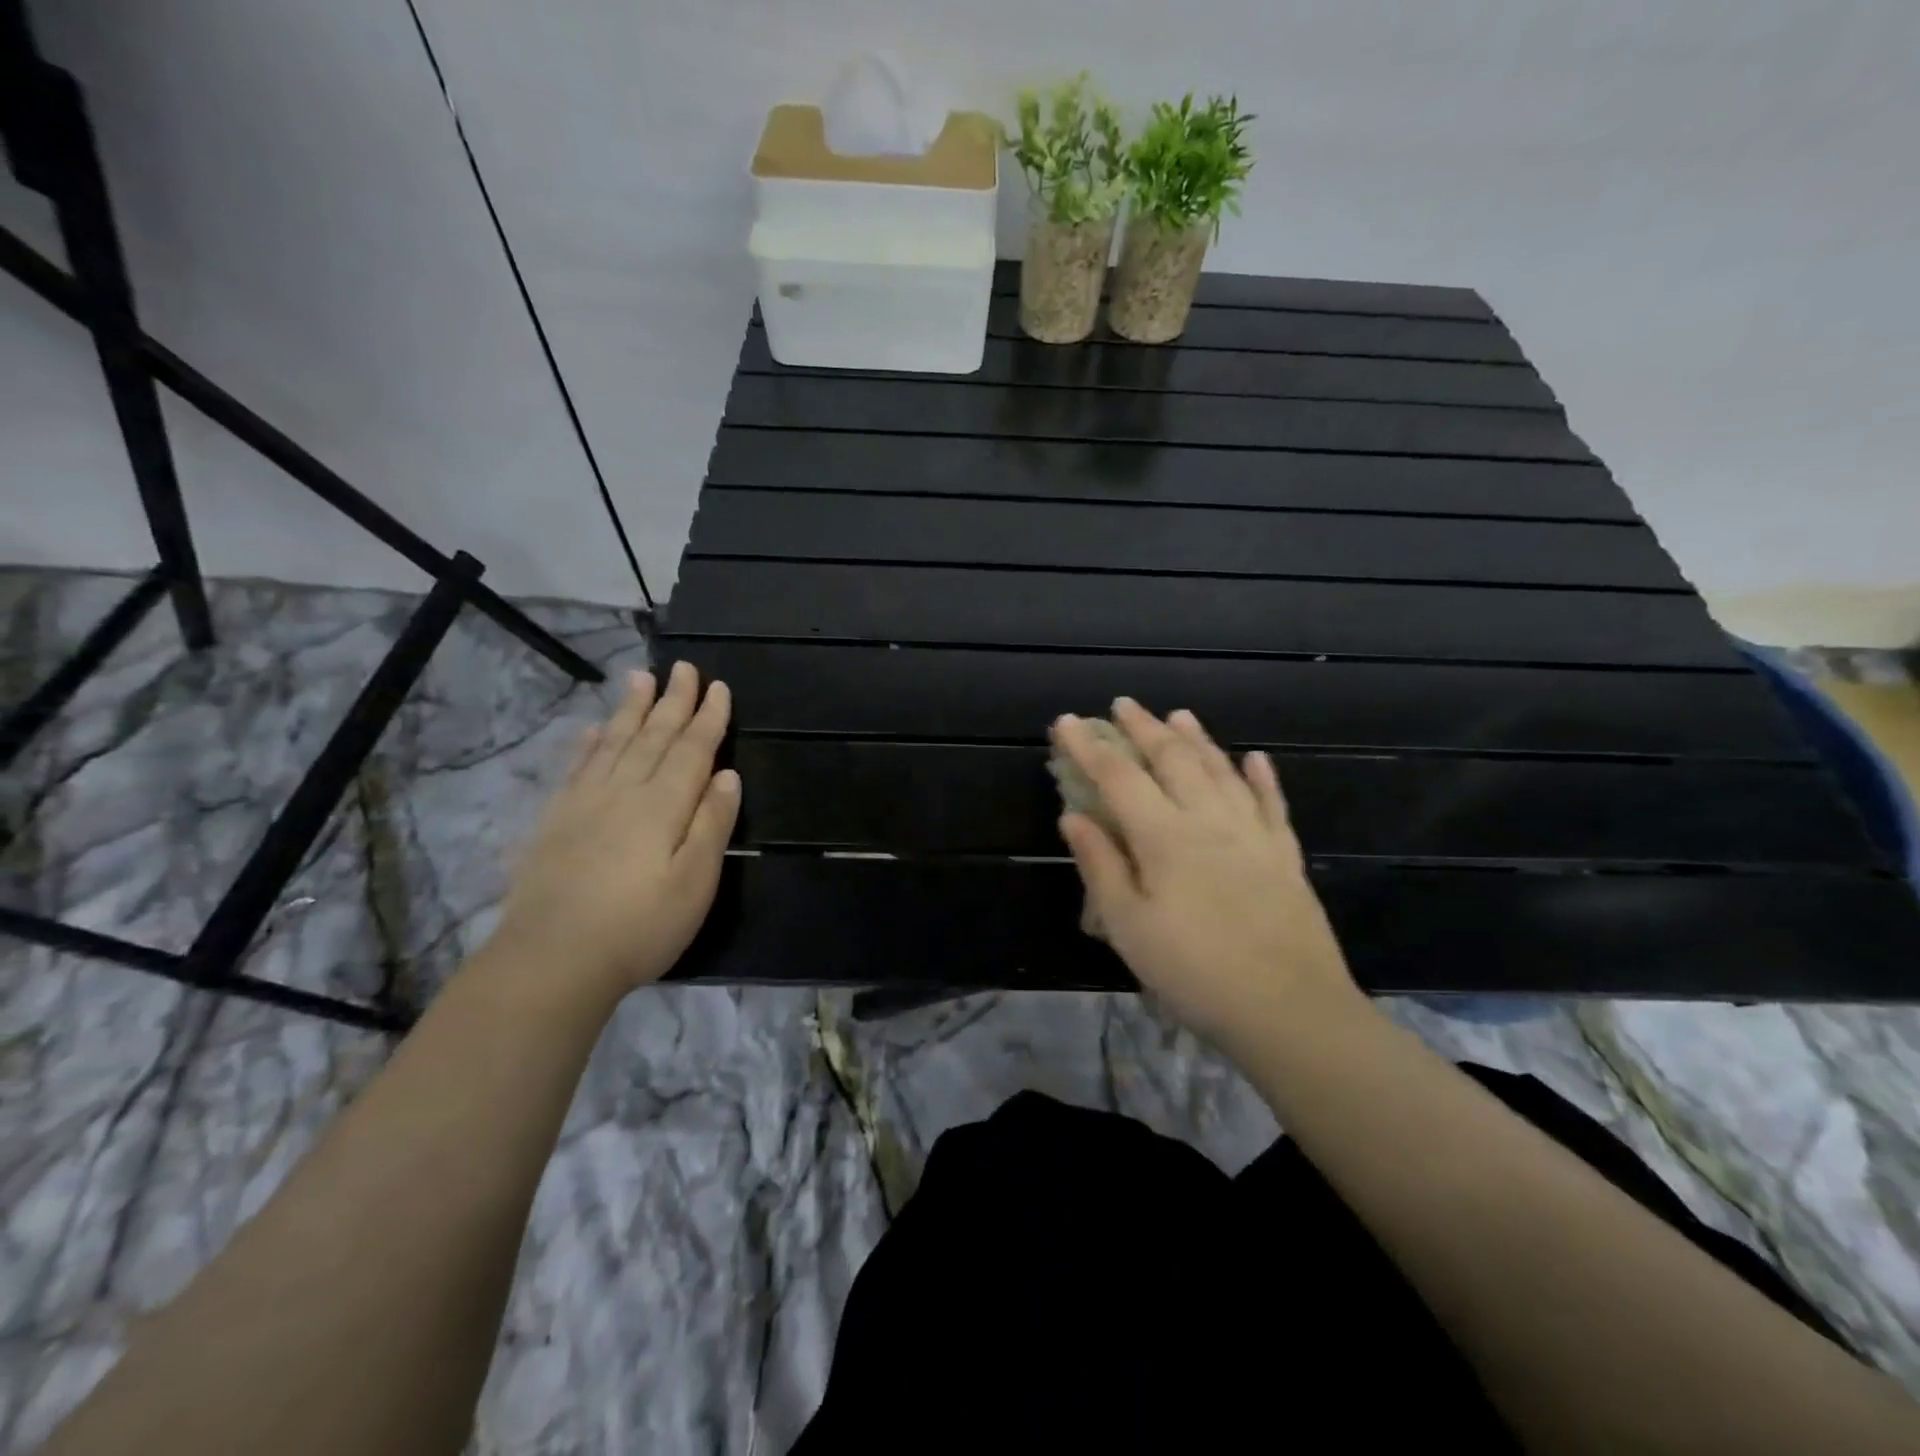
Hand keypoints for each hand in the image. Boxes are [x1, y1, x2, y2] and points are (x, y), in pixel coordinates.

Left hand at [489, 662, 739, 999]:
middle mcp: (624, 792)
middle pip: (653, 737)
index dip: (708, 718)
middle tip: (682, 667)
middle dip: (672, 701)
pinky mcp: (556, 822)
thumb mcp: (695, 883)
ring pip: (615, 744)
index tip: (719, 687)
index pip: (692, 750)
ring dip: (631, 710)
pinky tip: (596, 729)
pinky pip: (577, 769)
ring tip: (640, 678)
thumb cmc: (639, 927)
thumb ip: (712, 825)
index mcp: (663, 806)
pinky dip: (590, 744)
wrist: (552, 961)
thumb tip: (728, 776)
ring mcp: (585, 804)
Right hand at [1051, 699, 1362, 1048]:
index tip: (1067, 721)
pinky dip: (1261, 777)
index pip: (1118, 777)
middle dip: (1143, 728)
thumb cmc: (1194, 972)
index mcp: (1164, 837)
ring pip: (1222, 770)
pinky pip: (1272, 804)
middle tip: (1123, 705)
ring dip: (1197, 739)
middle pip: (1173, 760)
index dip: (1090, 747)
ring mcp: (1253, 834)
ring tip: (1178, 715)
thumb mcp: (1129, 927)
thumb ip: (1100, 865)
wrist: (1290, 1011)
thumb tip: (1073, 816)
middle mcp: (1209, 820)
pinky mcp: (1285, 855)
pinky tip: (1255, 759)